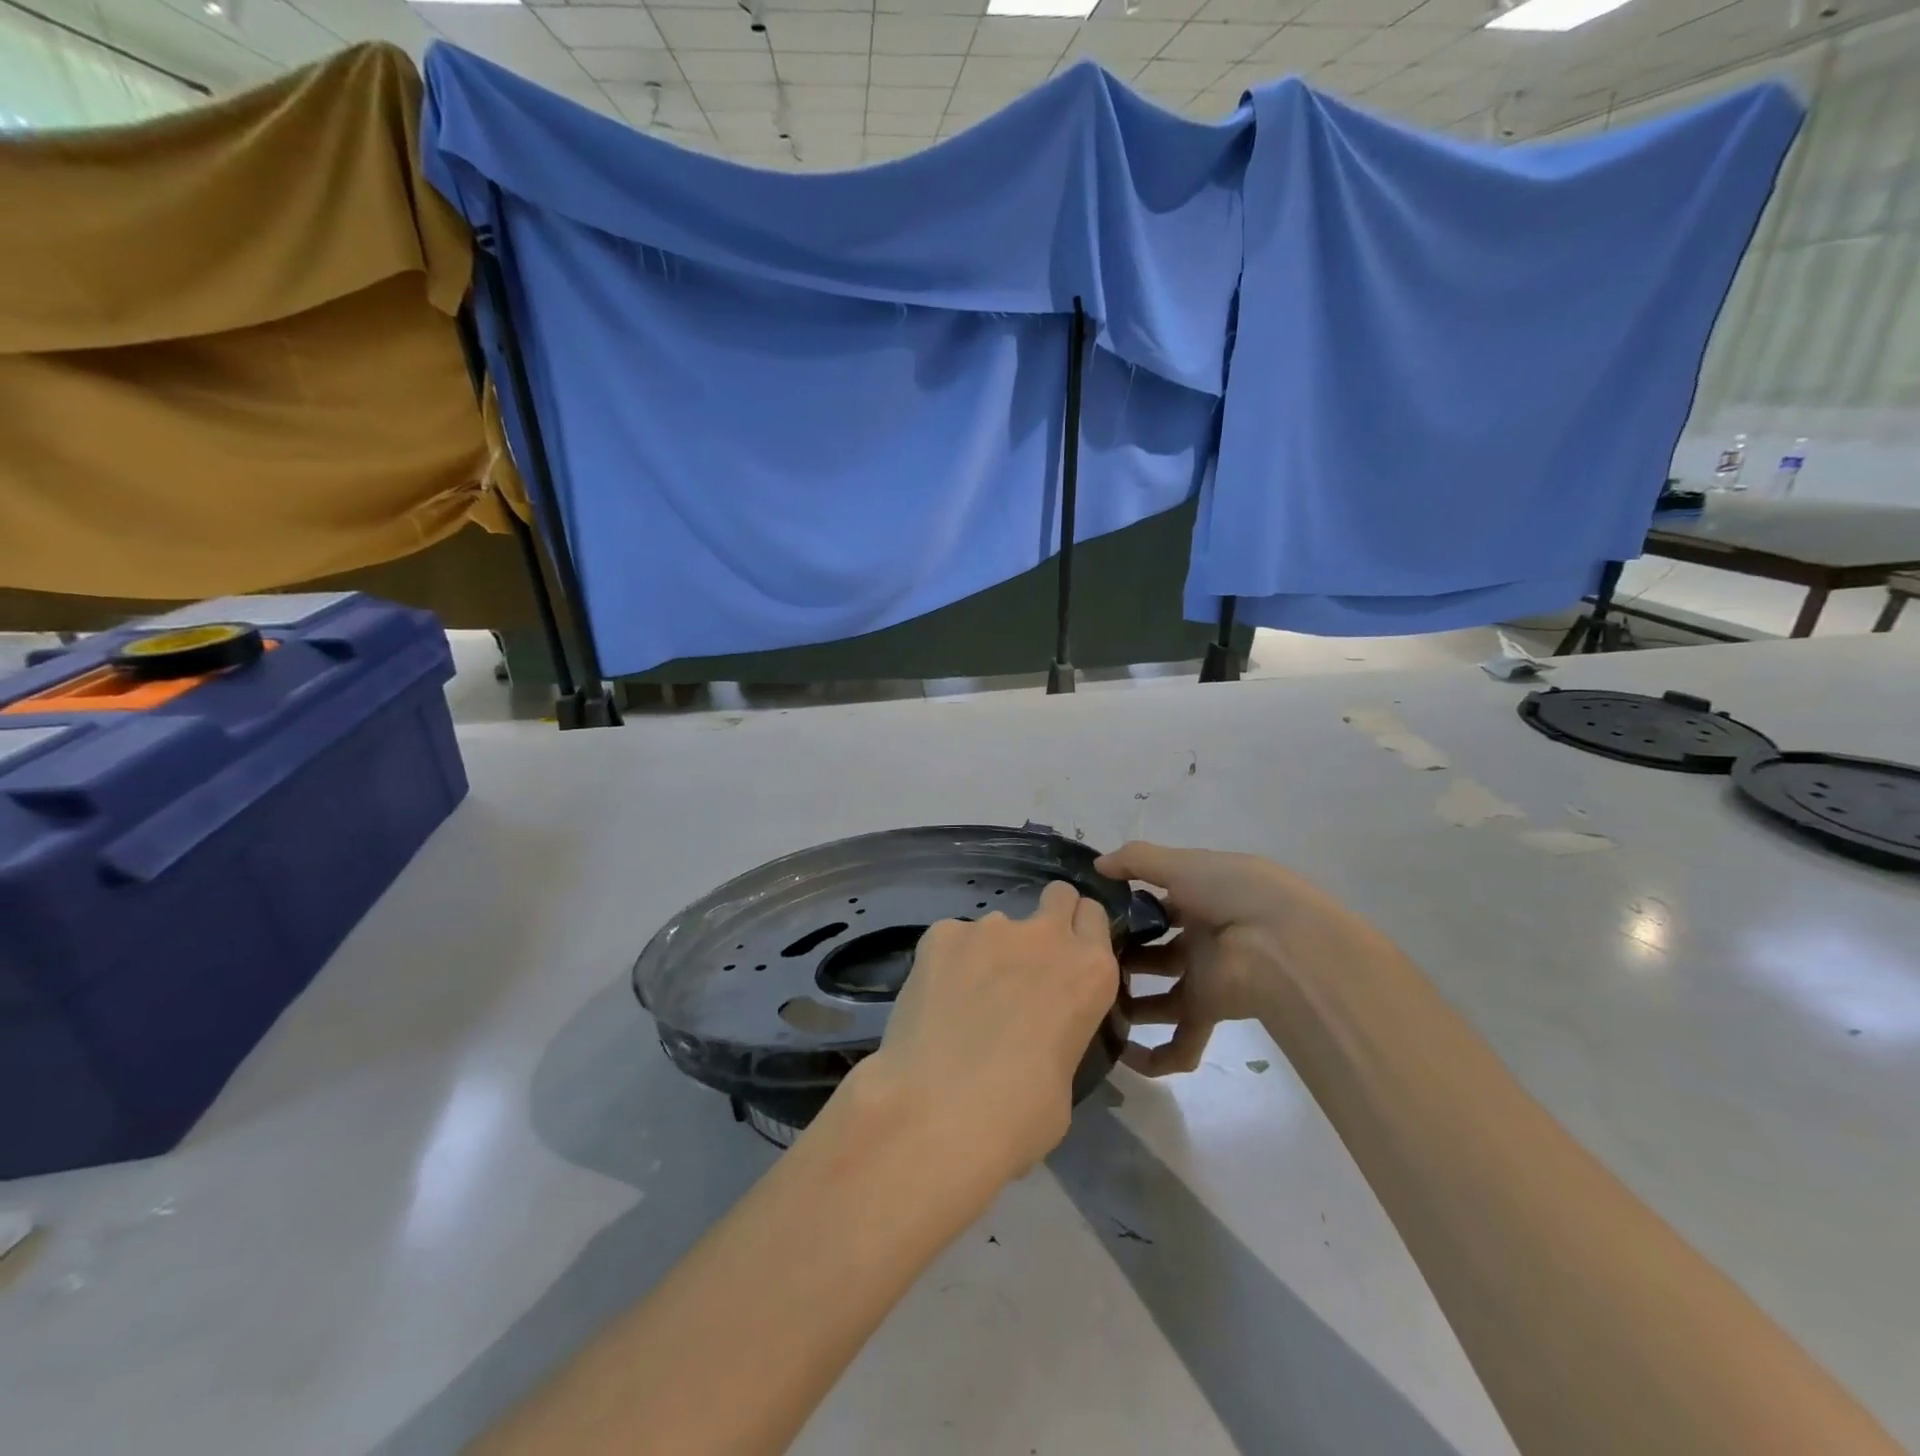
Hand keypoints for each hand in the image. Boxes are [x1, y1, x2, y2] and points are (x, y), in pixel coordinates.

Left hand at [855, 880, 1119, 1182]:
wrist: (939, 1113)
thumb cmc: (1020, 1116)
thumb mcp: (1066, 1074)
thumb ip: (1060, 1029)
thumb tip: (1037, 1030)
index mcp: (1090, 970)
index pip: (1094, 916)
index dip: (1081, 931)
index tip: (1068, 955)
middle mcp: (1045, 935)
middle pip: (1058, 896)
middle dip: (1047, 918)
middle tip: (1025, 963)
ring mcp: (989, 928)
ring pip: (996, 925)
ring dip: (989, 952)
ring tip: (964, 1000)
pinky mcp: (940, 934)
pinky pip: (952, 938)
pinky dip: (948, 961)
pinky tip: (935, 1001)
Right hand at [1095, 841, 1380, 1076]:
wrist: (1281, 944)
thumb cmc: (1231, 893)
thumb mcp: (1180, 864)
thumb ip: (1136, 861)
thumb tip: (1097, 864)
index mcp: (1202, 898)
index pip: (1160, 905)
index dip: (1130, 909)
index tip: (1094, 917)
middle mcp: (1203, 938)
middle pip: (1157, 954)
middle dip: (1124, 959)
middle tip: (1087, 963)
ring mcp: (1206, 978)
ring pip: (1162, 999)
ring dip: (1131, 1006)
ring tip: (1092, 1002)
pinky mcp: (1208, 1012)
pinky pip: (1180, 1043)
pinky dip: (1154, 1057)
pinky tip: (1121, 1056)